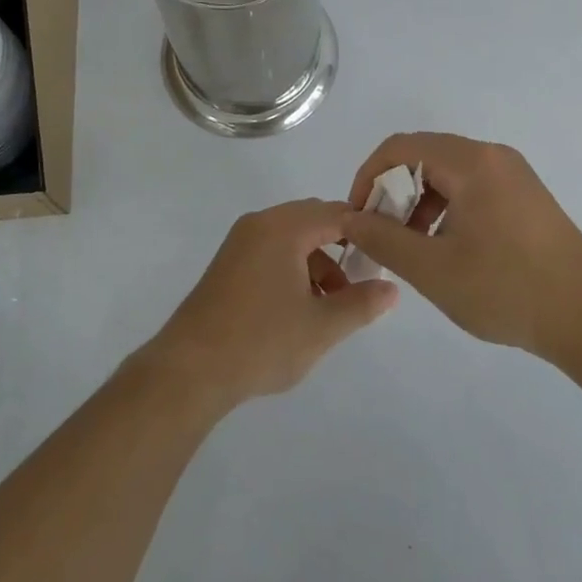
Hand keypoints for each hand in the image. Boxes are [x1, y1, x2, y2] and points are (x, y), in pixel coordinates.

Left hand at [144, 199, 398, 411]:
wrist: (191, 368)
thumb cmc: (261, 342)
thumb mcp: (321, 326)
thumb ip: (361, 303)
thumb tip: (391, 288)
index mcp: (283, 228)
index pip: (335, 212)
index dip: (365, 229)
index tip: (388, 253)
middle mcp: (260, 224)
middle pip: (312, 220)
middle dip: (341, 246)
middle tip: (364, 280)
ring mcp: (240, 242)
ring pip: (293, 237)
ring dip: (318, 261)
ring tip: (334, 305)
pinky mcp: (229, 263)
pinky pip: (273, 250)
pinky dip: (295, 267)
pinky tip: (302, 307)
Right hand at [342, 132, 581, 359]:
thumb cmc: (507, 289)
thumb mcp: (432, 269)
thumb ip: (382, 239)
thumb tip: (348, 218)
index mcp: (471, 162)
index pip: (400, 147)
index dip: (368, 177)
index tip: (358, 216)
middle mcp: (492, 156)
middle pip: (424, 156)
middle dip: (393, 191)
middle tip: (381, 233)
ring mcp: (513, 174)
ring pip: (447, 173)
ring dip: (419, 202)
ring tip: (412, 246)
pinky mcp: (525, 196)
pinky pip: (471, 187)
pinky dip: (446, 208)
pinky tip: (447, 248)